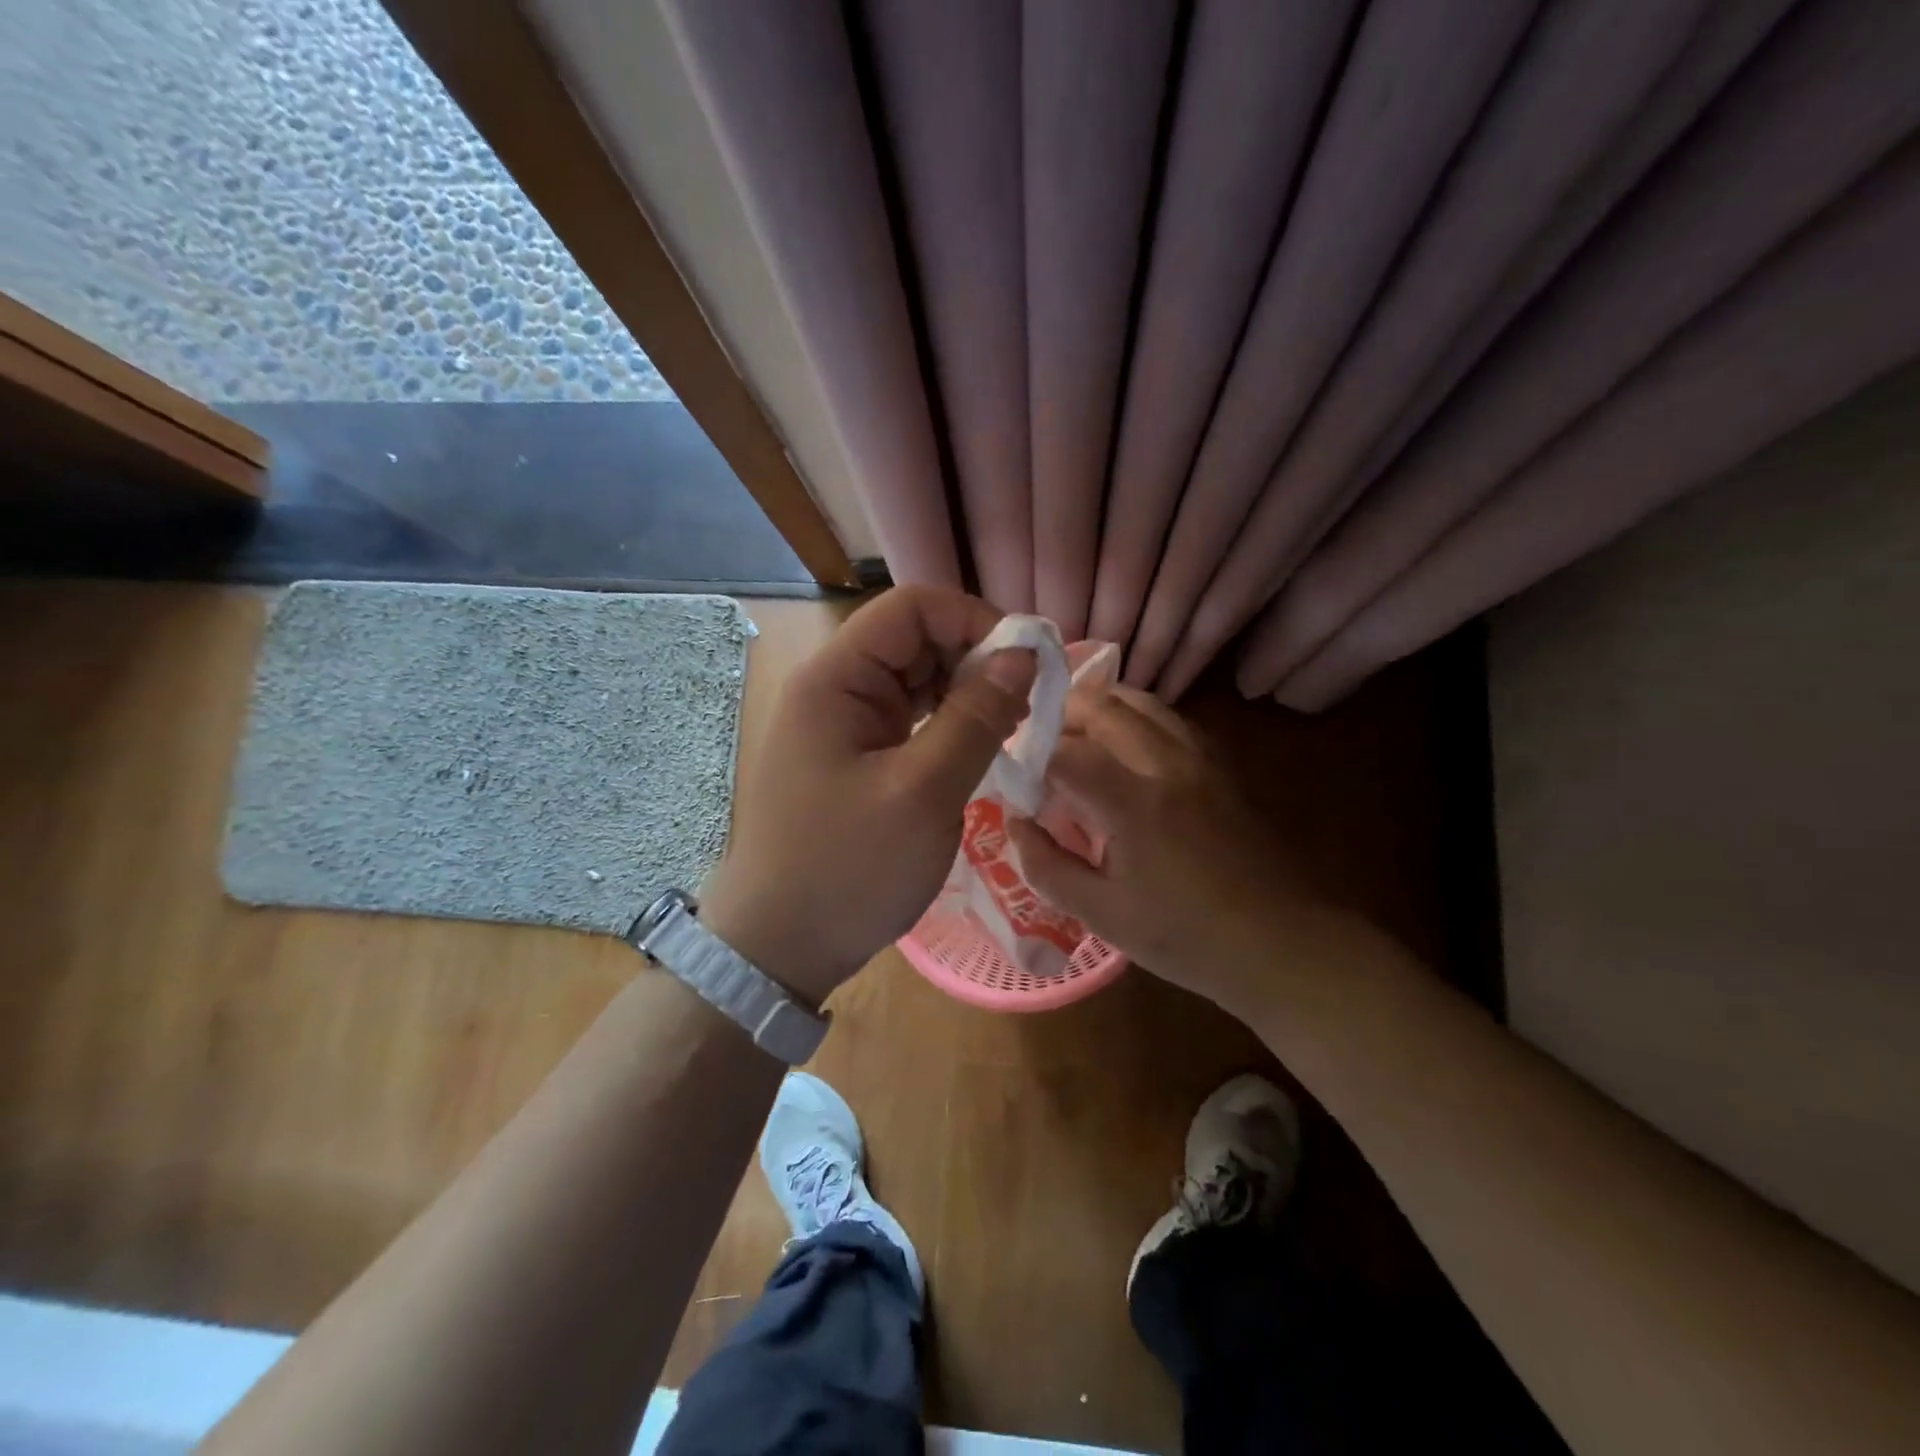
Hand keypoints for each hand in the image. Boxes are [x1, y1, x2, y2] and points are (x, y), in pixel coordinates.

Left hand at [699, 586, 1034, 1006]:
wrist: (779, 947)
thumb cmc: (847, 870)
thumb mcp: (923, 793)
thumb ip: (976, 718)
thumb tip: (1024, 655)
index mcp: (835, 679)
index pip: (912, 608)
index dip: (975, 620)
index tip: (1026, 663)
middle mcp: (835, 688)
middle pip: (915, 639)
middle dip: (975, 660)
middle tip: (1026, 706)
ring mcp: (843, 724)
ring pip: (916, 680)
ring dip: (966, 694)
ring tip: (1009, 729)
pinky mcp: (854, 756)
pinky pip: (909, 719)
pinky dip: (948, 725)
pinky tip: (978, 748)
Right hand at [1005, 687, 1317, 1016]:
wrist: (1281, 944)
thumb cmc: (1185, 937)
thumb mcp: (1102, 915)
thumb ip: (1047, 865)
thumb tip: (1016, 821)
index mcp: (1134, 802)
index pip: (1065, 752)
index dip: (1030, 756)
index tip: (1012, 775)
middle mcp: (1168, 764)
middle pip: (1105, 707)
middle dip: (1062, 714)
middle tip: (1036, 739)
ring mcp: (1201, 759)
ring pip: (1143, 702)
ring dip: (1101, 706)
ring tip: (1075, 732)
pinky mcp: (1221, 767)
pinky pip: (1170, 720)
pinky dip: (1136, 718)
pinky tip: (1124, 746)